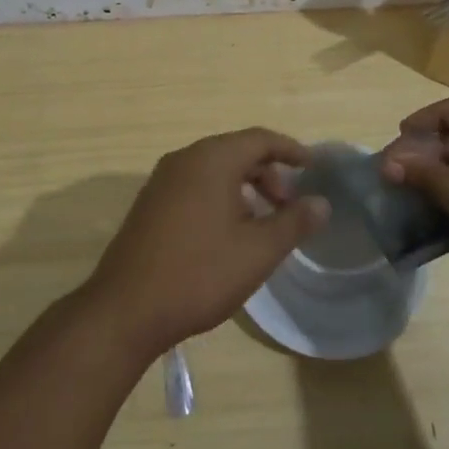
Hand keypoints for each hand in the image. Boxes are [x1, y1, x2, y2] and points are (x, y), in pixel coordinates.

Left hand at [83, 128, 329, 358]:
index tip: (313, 167)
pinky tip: (228, 233)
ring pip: (215, 169)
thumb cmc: (199, 274)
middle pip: (237, 151)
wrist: (126, 309)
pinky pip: (195, 184)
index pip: (260, 139)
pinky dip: (221, 196)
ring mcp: (162, 180)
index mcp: (212, 159)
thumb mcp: (257, 252)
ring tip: (263, 223)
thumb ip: (294, 223)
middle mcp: (185, 158)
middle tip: (289, 206)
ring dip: (245, 186)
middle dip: (269, 173)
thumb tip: (322, 203)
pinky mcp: (150, 202)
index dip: (291, 149)